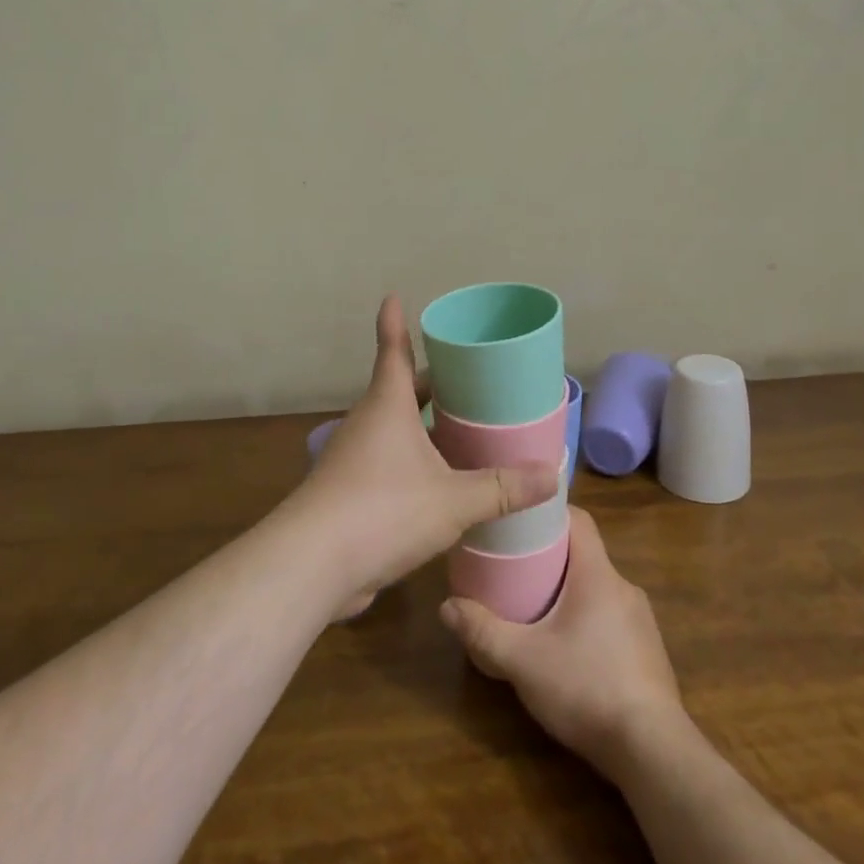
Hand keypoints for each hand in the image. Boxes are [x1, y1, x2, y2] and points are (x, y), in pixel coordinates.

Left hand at [283, 295, 555, 612]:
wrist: (312, 565)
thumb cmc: (383, 510)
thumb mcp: (453, 499)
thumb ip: (502, 488)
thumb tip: (551, 475)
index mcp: (387, 405)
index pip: (394, 350)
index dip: (394, 323)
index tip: (393, 298)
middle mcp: (368, 424)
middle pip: (401, 390)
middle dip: (432, 382)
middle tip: (469, 377)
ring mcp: (355, 459)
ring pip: (396, 430)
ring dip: (425, 427)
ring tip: (466, 428)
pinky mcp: (351, 494)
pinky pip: (391, 465)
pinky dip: (416, 464)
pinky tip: (443, 484)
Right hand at [439, 506, 684, 778]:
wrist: (653, 751)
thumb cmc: (586, 688)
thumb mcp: (522, 660)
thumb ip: (483, 631)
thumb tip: (446, 606)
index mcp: (598, 575)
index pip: (579, 519)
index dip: (549, 512)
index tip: (519, 518)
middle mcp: (624, 587)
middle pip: (584, 554)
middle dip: (550, 556)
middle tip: (513, 566)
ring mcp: (641, 621)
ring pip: (597, 588)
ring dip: (568, 591)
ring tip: (534, 607)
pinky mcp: (648, 651)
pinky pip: (611, 618)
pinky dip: (586, 619)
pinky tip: (566, 648)